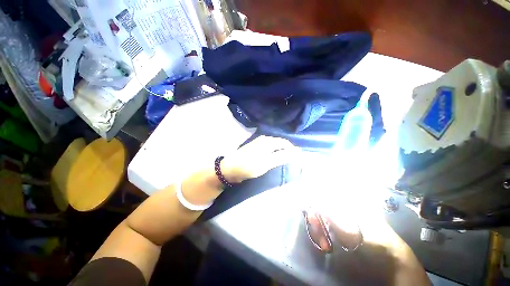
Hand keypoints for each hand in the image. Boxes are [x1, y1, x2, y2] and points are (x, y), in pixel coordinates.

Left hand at [220, 136, 300, 182]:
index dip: (292, 150)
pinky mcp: (255, 148)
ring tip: (284, 162)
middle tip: (292, 162)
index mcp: (268, 141)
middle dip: (287, 151)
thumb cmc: (249, 165)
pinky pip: (268, 149)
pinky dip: (273, 154)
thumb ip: (282, 157)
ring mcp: (258, 143)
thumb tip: (297, 152)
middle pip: (280, 144)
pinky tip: (274, 160)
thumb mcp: (267, 162)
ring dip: (280, 153)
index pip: (285, 143)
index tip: (297, 160)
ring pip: (274, 146)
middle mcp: (264, 139)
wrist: (230, 168)